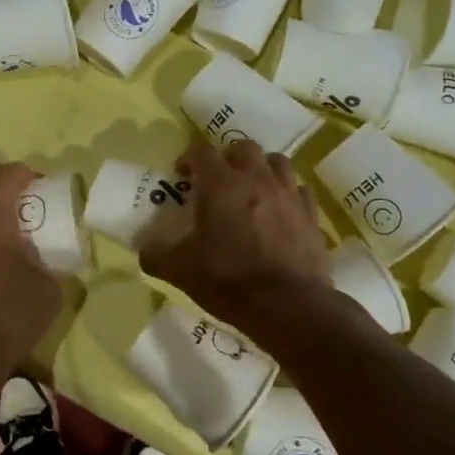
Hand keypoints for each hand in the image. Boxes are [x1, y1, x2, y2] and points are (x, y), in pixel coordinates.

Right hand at [140, 140, 329, 335]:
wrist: (288, 306)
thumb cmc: (228, 281)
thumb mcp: (179, 271)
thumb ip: (156, 255)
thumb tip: (144, 250)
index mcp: (220, 185)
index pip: (202, 152)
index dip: (189, 158)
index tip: (183, 174)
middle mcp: (257, 179)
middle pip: (243, 148)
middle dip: (228, 158)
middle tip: (218, 180)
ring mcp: (289, 194)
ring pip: (276, 162)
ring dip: (261, 169)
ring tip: (252, 189)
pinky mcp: (311, 214)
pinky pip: (299, 190)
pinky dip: (287, 193)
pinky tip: (280, 211)